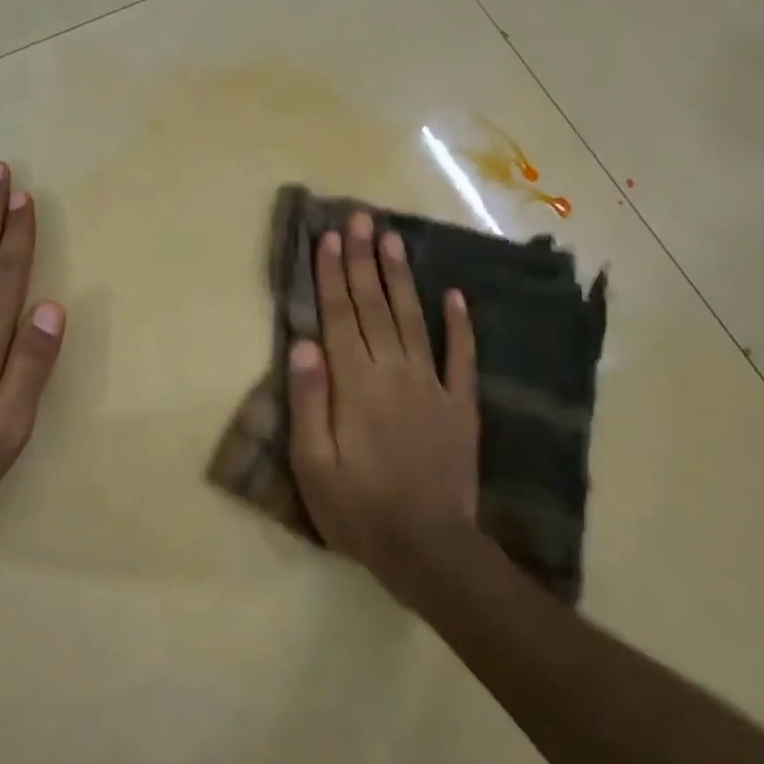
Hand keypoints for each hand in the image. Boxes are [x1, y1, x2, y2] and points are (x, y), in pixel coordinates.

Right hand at [287, 210, 482, 592]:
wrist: (427, 546)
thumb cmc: (357, 508)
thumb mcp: (313, 464)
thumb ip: (309, 401)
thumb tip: (303, 343)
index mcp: (355, 385)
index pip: (339, 318)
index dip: (332, 276)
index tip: (328, 239)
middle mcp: (394, 373)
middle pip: (374, 307)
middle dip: (363, 260)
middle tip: (359, 218)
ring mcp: (432, 386)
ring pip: (412, 319)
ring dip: (400, 277)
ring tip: (392, 238)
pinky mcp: (460, 405)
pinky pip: (460, 356)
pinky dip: (458, 324)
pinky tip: (454, 294)